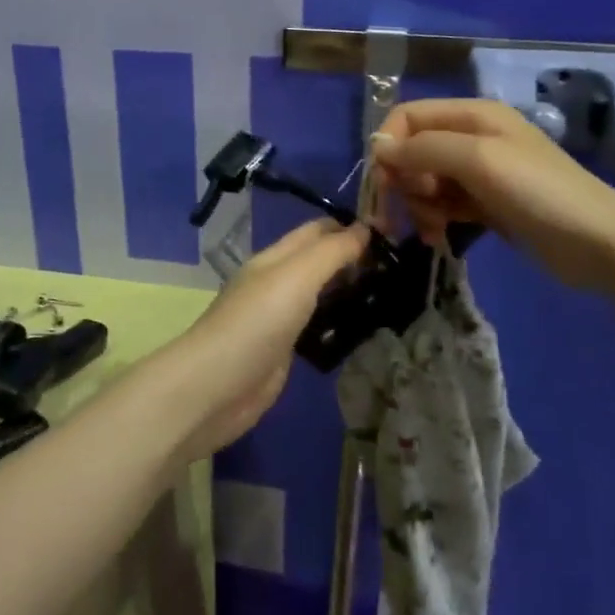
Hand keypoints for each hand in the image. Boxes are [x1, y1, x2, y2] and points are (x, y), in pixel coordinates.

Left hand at [158, 219, 369, 459]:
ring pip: (320, 294)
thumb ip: (331, 252)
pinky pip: (316, 327)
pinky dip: (339, 322)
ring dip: (349, 290)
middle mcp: (276, 283)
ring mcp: (279, 318)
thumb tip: (365, 228)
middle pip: (319, 260)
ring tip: (391, 293)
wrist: (216, 388)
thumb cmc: (256, 323)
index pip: (317, 230)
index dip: (351, 226)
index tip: (393, 232)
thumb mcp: (296, 276)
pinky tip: (364, 328)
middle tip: (399, 266)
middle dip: (354, 258)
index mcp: (275, 258)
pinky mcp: (284, 351)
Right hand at [371, 97, 614, 291]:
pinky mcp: (486, 204)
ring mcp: (480, 173)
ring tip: (432, 229)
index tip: (384, 183)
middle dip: (403, 181)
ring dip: (418, 205)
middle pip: (413, 151)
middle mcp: (473, 137)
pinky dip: (435, 218)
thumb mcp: (479, 160)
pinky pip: (443, 204)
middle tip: (414, 210)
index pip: (408, 117)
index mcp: (473, 115)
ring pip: (424, 181)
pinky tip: (439, 237)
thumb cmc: (539, 193)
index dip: (389, 146)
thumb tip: (378, 147)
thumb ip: (424, 149)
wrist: (598, 243)